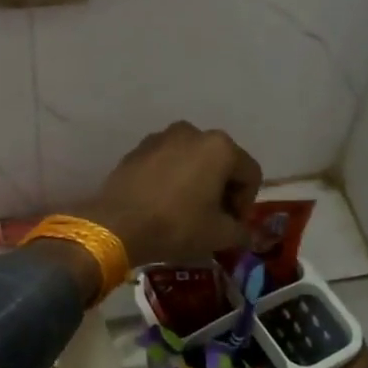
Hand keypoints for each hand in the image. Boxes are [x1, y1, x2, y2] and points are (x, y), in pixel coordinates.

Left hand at [71, 121, 261, 267]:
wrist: (117, 225)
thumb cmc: (177, 225)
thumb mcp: (219, 235)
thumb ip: (241, 232)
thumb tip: (245, 234)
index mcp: (220, 147)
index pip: (250, 174)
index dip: (246, 203)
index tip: (233, 226)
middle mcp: (193, 132)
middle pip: (221, 163)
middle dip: (222, 190)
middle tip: (214, 220)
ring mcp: (161, 137)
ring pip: (192, 160)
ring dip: (197, 182)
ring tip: (188, 211)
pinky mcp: (138, 149)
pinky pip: (167, 162)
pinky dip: (172, 179)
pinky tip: (163, 204)